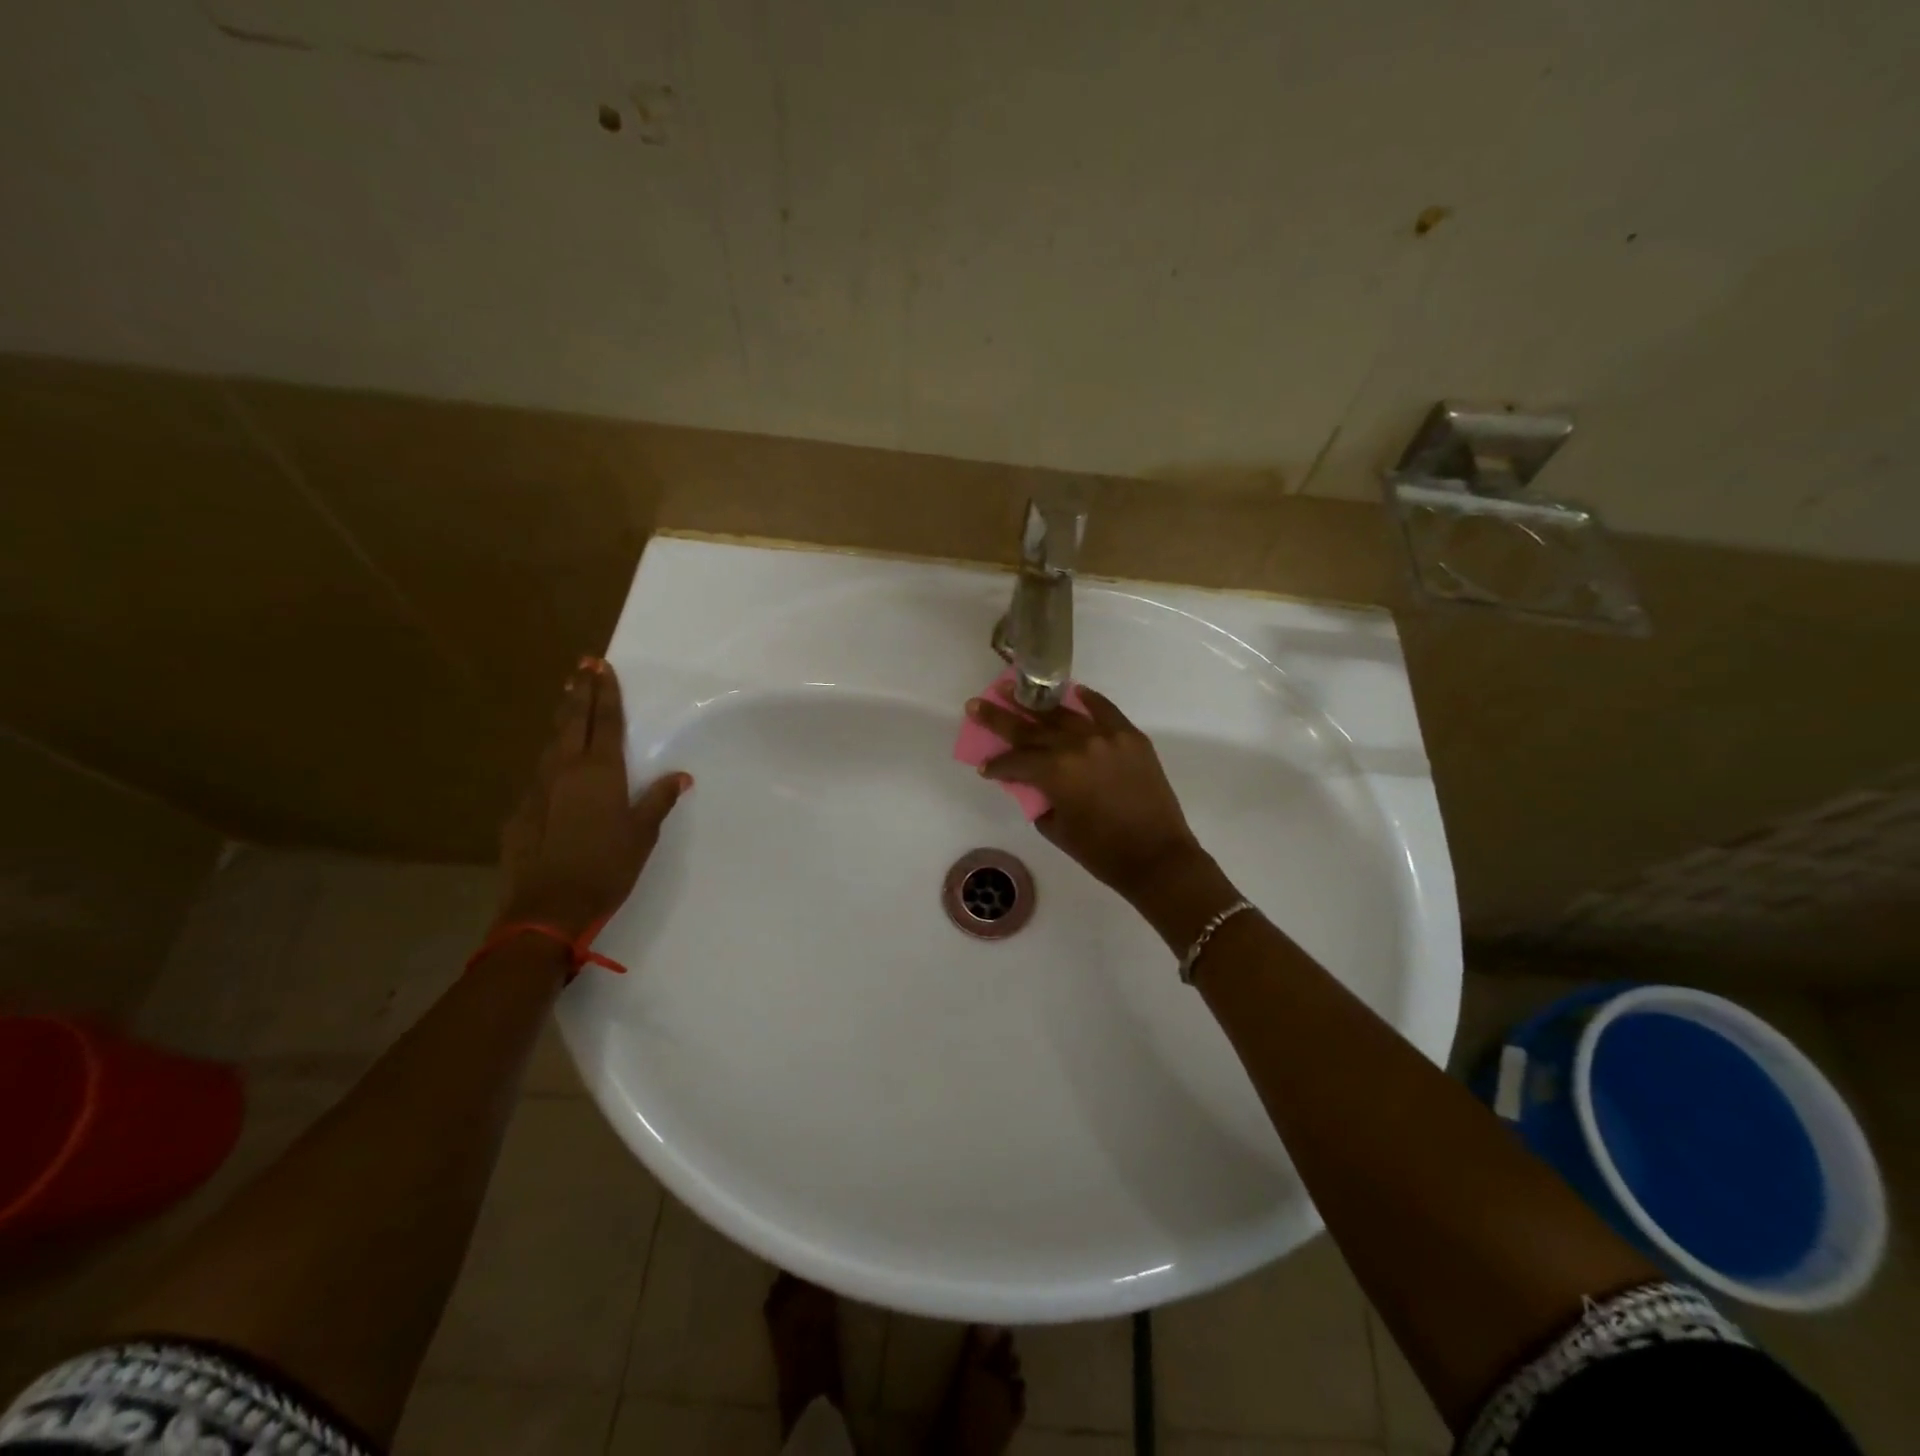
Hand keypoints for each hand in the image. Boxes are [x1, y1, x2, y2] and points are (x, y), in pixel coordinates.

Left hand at [496, 657, 691, 939]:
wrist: (548, 906)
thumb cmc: (607, 866)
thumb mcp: (642, 834)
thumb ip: (658, 800)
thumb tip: (680, 776)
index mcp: (601, 771)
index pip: (606, 721)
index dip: (606, 692)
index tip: (602, 666)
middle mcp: (566, 769)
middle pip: (573, 720)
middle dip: (580, 691)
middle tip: (583, 666)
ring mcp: (538, 788)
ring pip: (552, 743)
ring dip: (563, 719)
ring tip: (568, 700)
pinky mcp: (520, 809)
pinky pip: (540, 774)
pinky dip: (550, 759)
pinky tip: (553, 765)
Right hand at [965, 688, 1203, 903]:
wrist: (1157, 857)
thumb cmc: (1102, 852)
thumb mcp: (1056, 828)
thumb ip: (1038, 798)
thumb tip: (1031, 780)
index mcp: (1056, 772)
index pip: (1016, 760)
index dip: (997, 765)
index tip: (985, 768)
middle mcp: (1078, 745)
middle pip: (1031, 728)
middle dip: (1000, 718)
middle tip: (976, 704)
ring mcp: (1107, 737)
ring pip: (1064, 714)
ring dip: (1035, 702)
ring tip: (1013, 687)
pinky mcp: (1130, 737)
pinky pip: (1105, 710)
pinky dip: (1088, 700)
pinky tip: (1072, 691)